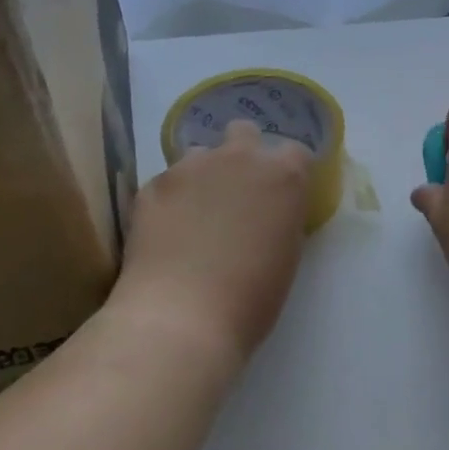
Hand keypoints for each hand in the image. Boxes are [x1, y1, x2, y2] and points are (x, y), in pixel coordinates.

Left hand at [112, 120, 312, 364]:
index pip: (295, 152)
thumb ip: (281, 218)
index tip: (281, 196)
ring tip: (194, 215)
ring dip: (203, 175)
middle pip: (244, 133)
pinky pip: (167, 181)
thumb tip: (268, 212)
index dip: (288, 172)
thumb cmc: (250, 299)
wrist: (181, 316)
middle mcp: (240, 158)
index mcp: (283, 176)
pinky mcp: (153, 183)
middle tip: (236, 194)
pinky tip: (165, 233)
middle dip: (242, 154)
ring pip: (200, 154)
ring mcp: (191, 166)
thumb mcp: (286, 255)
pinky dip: (170, 199)